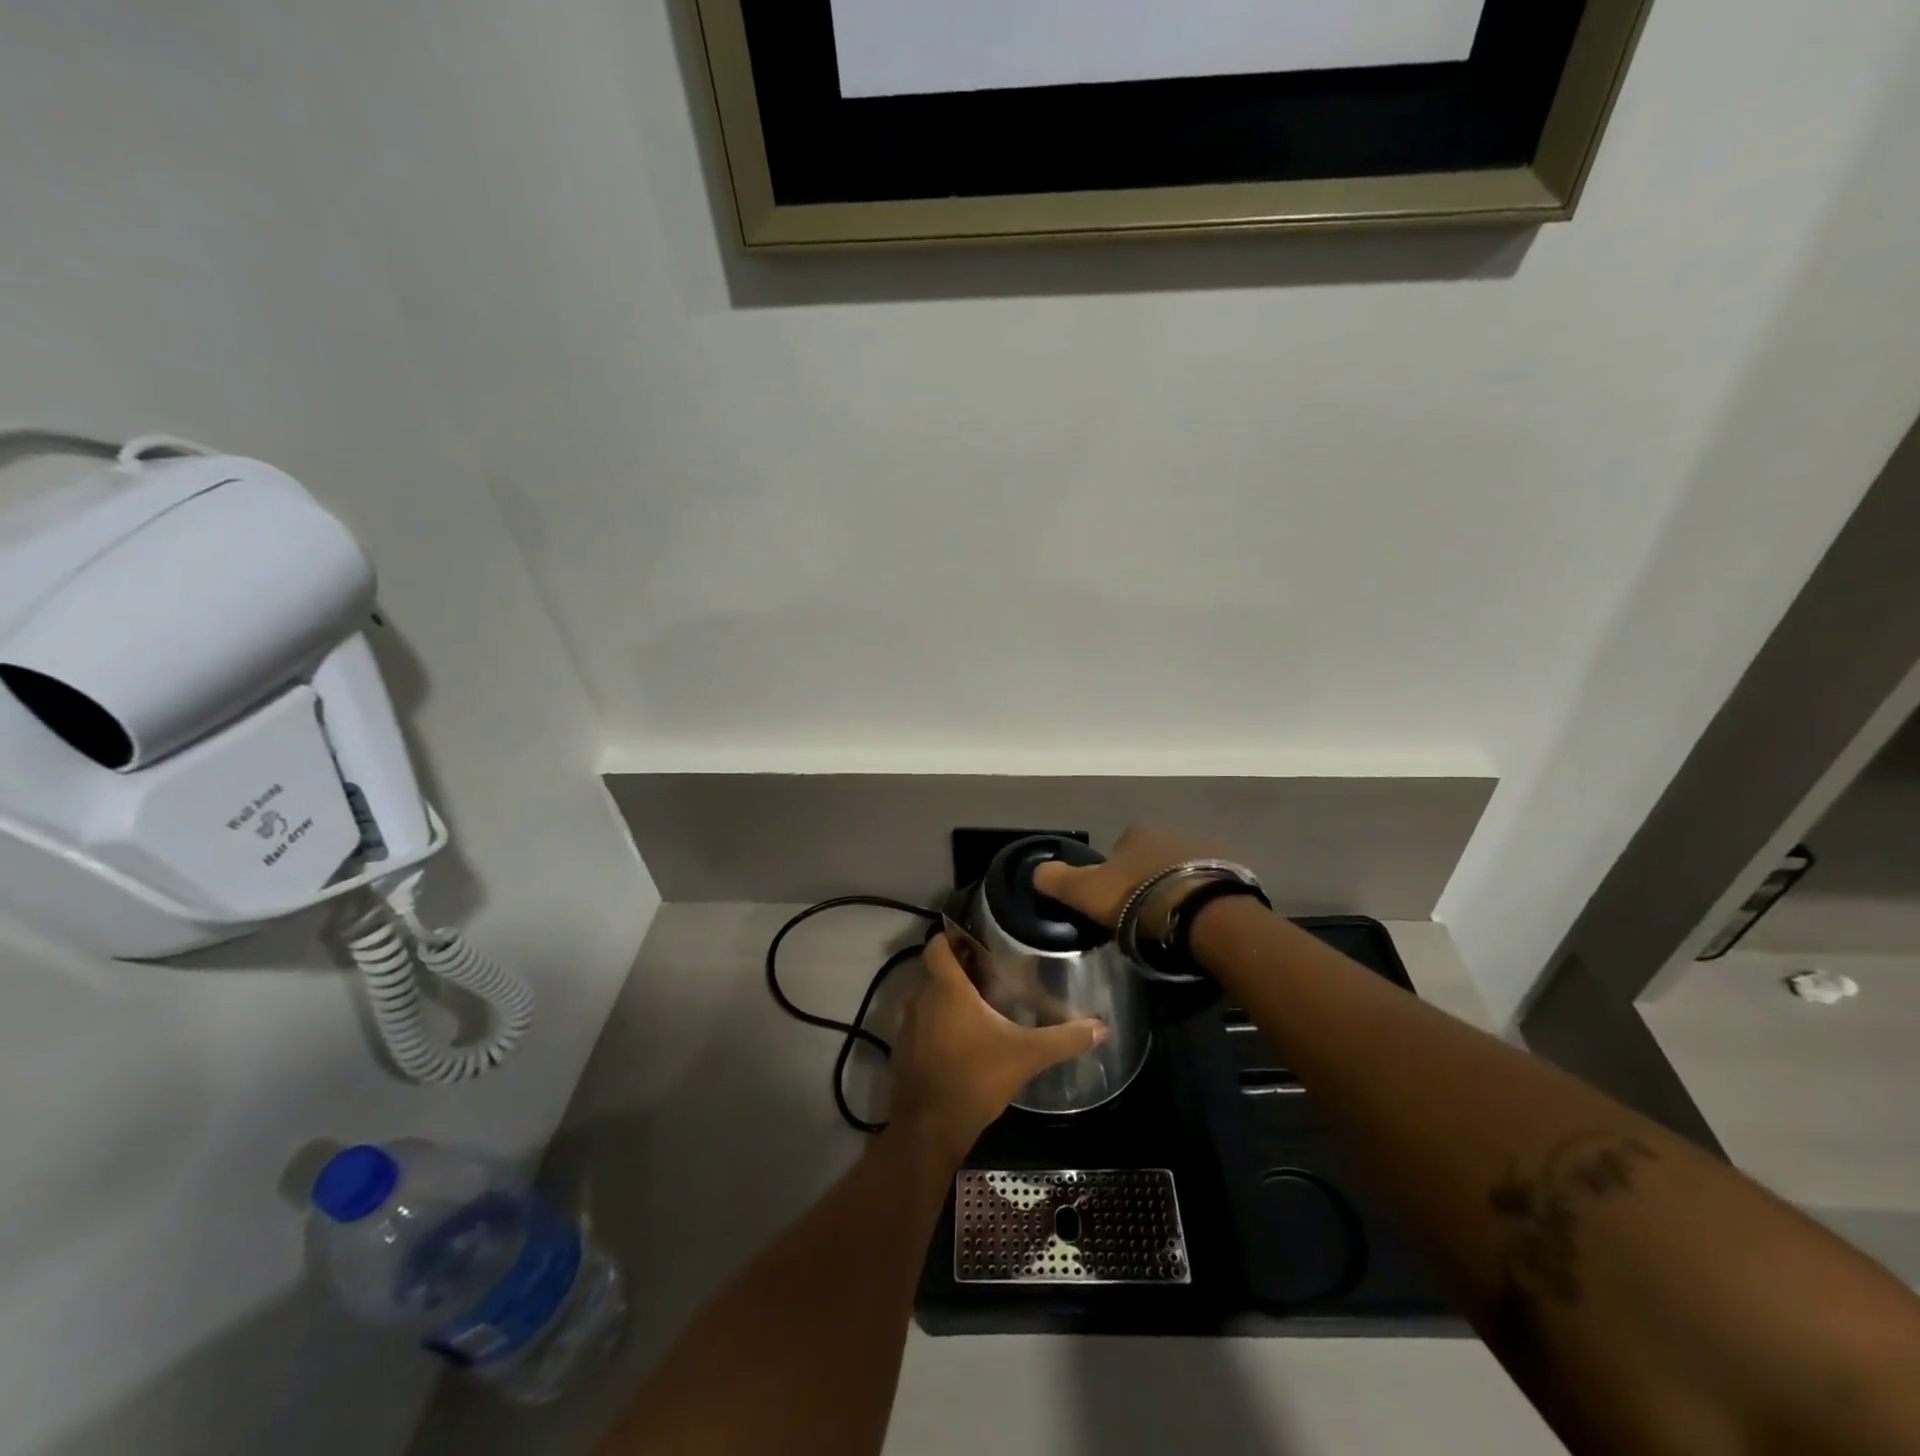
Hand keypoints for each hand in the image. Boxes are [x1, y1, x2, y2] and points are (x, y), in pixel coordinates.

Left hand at [888, 934, 1106, 1164]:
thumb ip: (1063, 1039)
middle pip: (934, 971)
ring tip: (977, 1006)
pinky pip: (918, 1025)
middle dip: (957, 970)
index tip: (975, 941)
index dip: (952, 938)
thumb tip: (1101, 1027)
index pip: (937, 945)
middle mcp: (919, 999)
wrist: (928, 1130)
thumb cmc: (974, 1078)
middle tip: (988, 974)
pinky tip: (960, 1041)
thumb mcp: (1026, 1056)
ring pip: (924, 998)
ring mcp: (906, 1026)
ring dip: (945, 999)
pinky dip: (934, 1025)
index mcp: (945, 988)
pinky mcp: (901, 1052)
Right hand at [1031, 826, 1217, 929]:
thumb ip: (1057, 880)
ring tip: (1170, 919)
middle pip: (1151, 856)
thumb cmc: (1137, 900)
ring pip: (1180, 868)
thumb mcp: (1085, 892)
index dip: (1113, 873)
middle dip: (1146, 878)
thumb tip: (1035, 871)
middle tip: (1141, 913)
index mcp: (1135, 833)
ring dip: (1173, 886)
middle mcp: (1170, 832)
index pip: (1118, 848)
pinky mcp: (1231, 873)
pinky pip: (1207, 884)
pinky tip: (1194, 920)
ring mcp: (1205, 849)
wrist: (1202, 914)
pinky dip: (1199, 897)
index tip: (1114, 899)